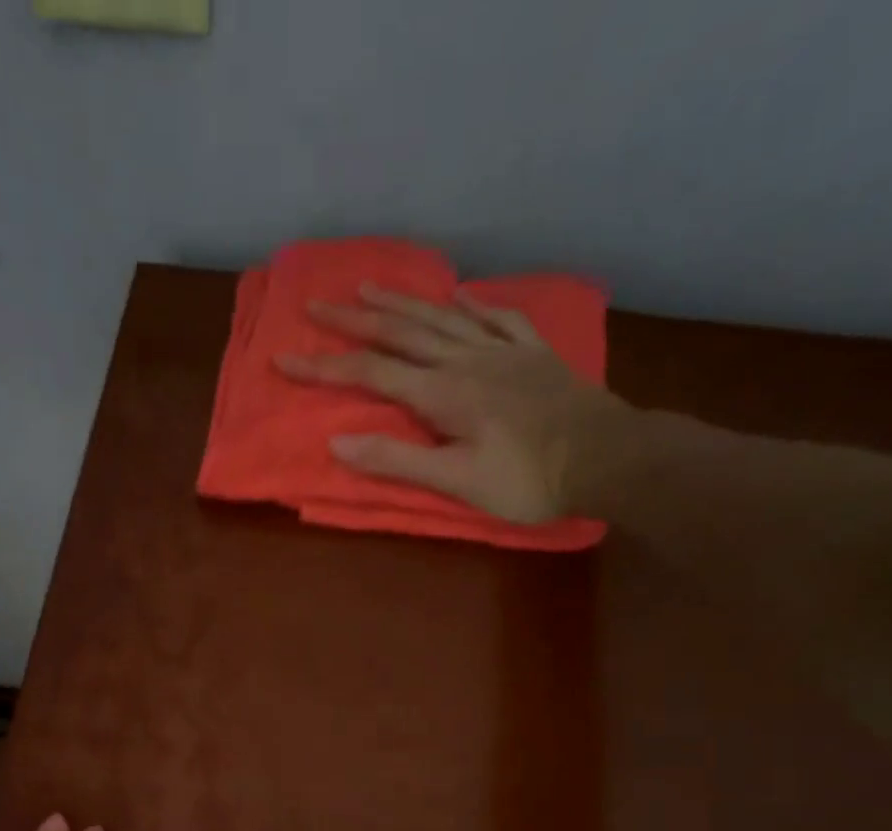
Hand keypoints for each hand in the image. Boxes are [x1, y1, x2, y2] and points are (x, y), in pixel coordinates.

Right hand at [274, 283, 622, 524]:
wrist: (607, 457)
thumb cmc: (528, 480)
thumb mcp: (456, 482)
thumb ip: (397, 460)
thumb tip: (337, 441)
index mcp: (443, 393)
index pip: (371, 375)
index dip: (324, 368)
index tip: (284, 358)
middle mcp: (466, 360)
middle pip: (401, 334)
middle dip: (354, 321)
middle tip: (317, 304)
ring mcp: (502, 351)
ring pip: (442, 318)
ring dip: (402, 303)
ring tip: (369, 287)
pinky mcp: (532, 353)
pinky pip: (496, 318)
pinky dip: (472, 304)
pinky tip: (459, 294)